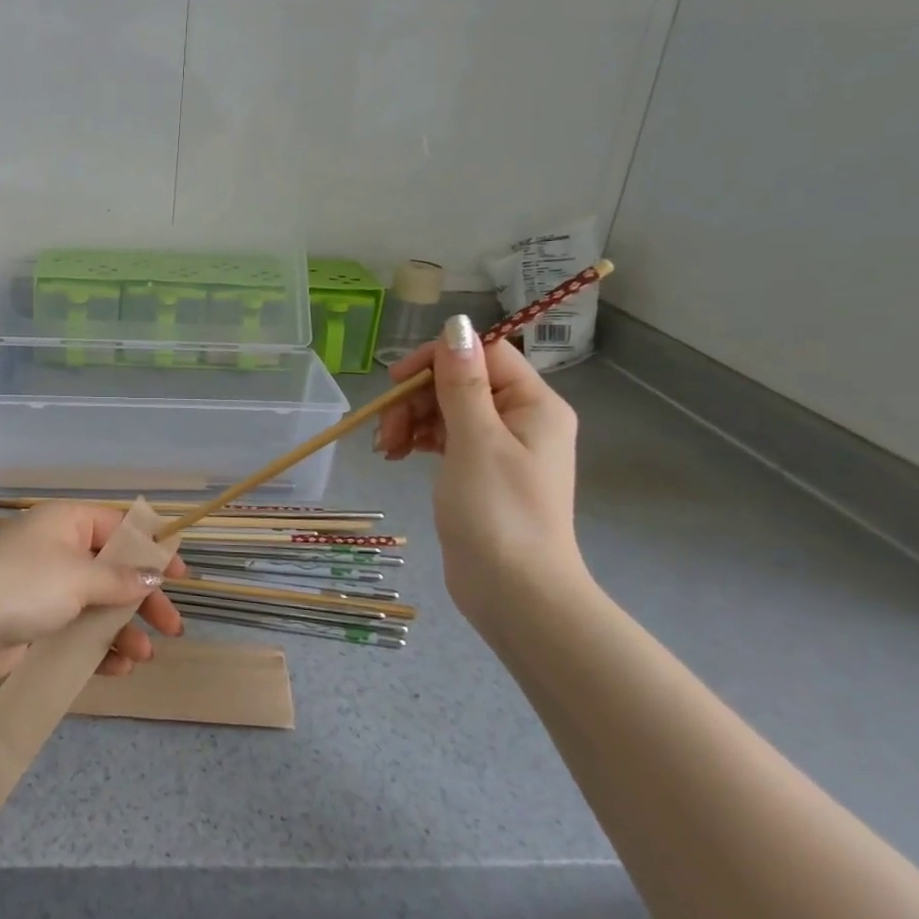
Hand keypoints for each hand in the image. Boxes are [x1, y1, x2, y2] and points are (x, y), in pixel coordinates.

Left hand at [0, 502, 185, 684]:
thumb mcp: (78, 576)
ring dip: (123, 630)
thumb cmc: (22, 584)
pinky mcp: (36, 625)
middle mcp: (61, 551)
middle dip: (142, 600)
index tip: (180, 577)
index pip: (121, 529)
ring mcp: (48, 590)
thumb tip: (153, 576)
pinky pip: (77, 633)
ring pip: (98, 606)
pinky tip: (118, 669)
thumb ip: (119, 579)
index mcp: (69, 523)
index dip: (152, 551)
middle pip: (114, 571)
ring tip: (142, 656)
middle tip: (172, 628)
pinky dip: (98, 649)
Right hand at [374, 315, 583, 625]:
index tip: (396, 379)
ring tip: (386, 448)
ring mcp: (501, 448)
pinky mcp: (481, 472)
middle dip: (416, 397)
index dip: (437, 358)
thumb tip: (456, 324)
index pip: (483, 354)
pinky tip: (396, 455)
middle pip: (460, 382)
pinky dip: (419, 441)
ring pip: (448, 410)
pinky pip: (446, 438)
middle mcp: (522, 419)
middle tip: (385, 428)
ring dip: (412, 420)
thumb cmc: (497, 512)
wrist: (515, 593)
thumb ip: (462, 381)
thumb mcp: (476, 440)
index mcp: (533, 404)